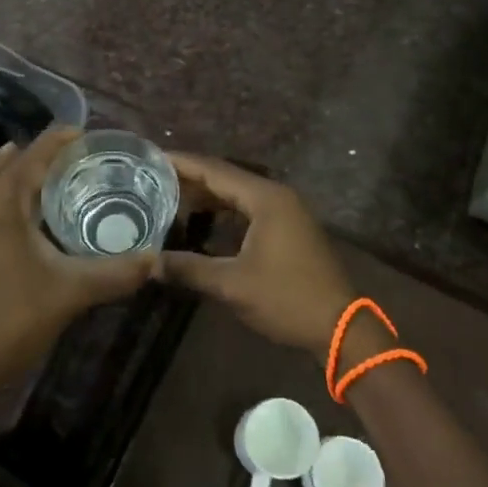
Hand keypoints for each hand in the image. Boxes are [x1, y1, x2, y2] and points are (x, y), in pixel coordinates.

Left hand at [0, 127, 155, 411]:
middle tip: (80, 160)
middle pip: (9, 161)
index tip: (88, 135)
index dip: (60, 140)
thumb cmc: (13, 321)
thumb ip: (117, 272)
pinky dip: (3, 191)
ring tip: (57, 178)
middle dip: (42, 155)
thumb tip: (156, 259)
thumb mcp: (72, 292)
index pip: (33, 155)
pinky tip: (28, 210)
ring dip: (20, 172)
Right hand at [159, 154, 356, 363]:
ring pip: (238, 195)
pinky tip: (202, 223)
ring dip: (207, 197)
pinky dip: (224, 213)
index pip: (215, 170)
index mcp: (265, 198)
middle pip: (226, 178)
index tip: (151, 158)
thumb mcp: (232, 284)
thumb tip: (149, 263)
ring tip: (170, 200)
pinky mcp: (289, 230)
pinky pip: (249, 210)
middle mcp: (277, 196)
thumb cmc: (286, 298)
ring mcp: (287, 212)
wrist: (338, 327)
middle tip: (152, 181)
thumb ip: (189, 268)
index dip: (182, 163)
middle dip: (190, 180)